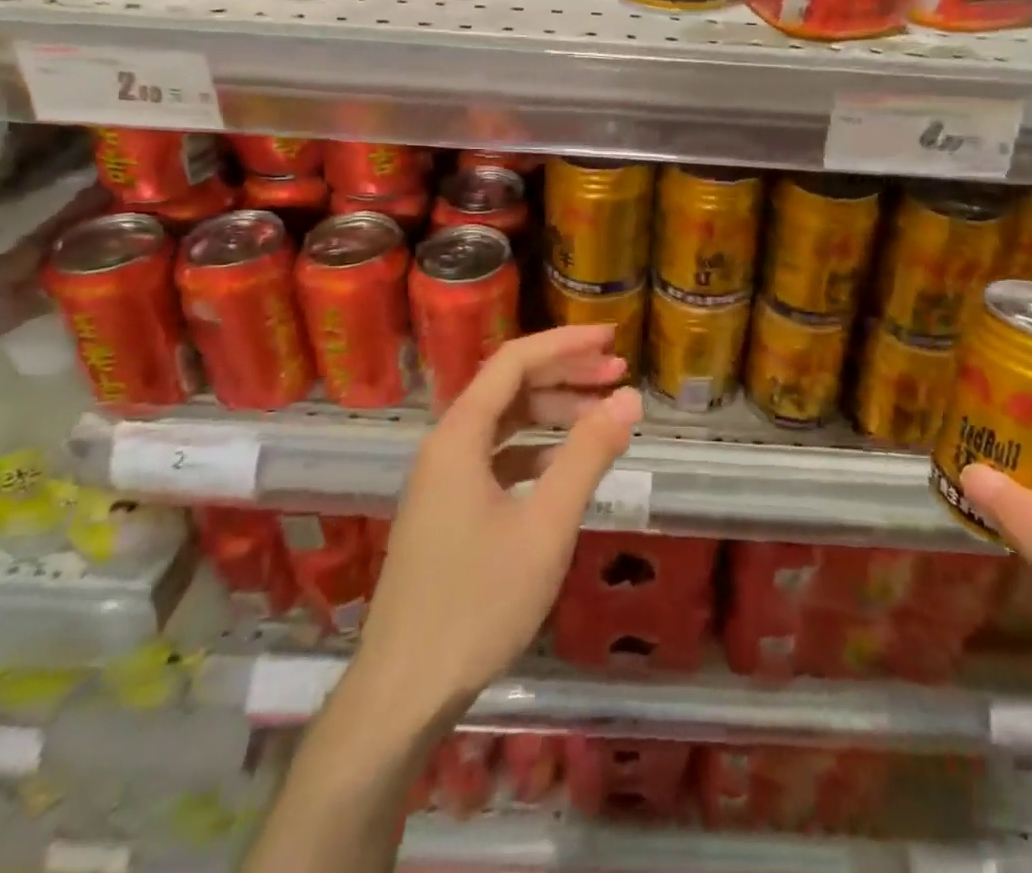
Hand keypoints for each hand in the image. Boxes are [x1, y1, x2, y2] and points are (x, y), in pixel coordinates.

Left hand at [356, 325, 642, 721]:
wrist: (402, 693)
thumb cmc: (478, 603)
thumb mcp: (547, 525)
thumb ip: (588, 455)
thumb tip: (628, 399)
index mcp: (460, 435)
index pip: (515, 361)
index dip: (565, 343)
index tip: (612, 339)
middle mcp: (446, 445)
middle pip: (509, 387)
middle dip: (565, 373)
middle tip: (617, 373)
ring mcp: (442, 479)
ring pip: (504, 423)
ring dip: (552, 411)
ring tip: (602, 416)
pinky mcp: (447, 510)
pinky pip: (496, 456)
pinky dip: (535, 449)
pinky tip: (564, 466)